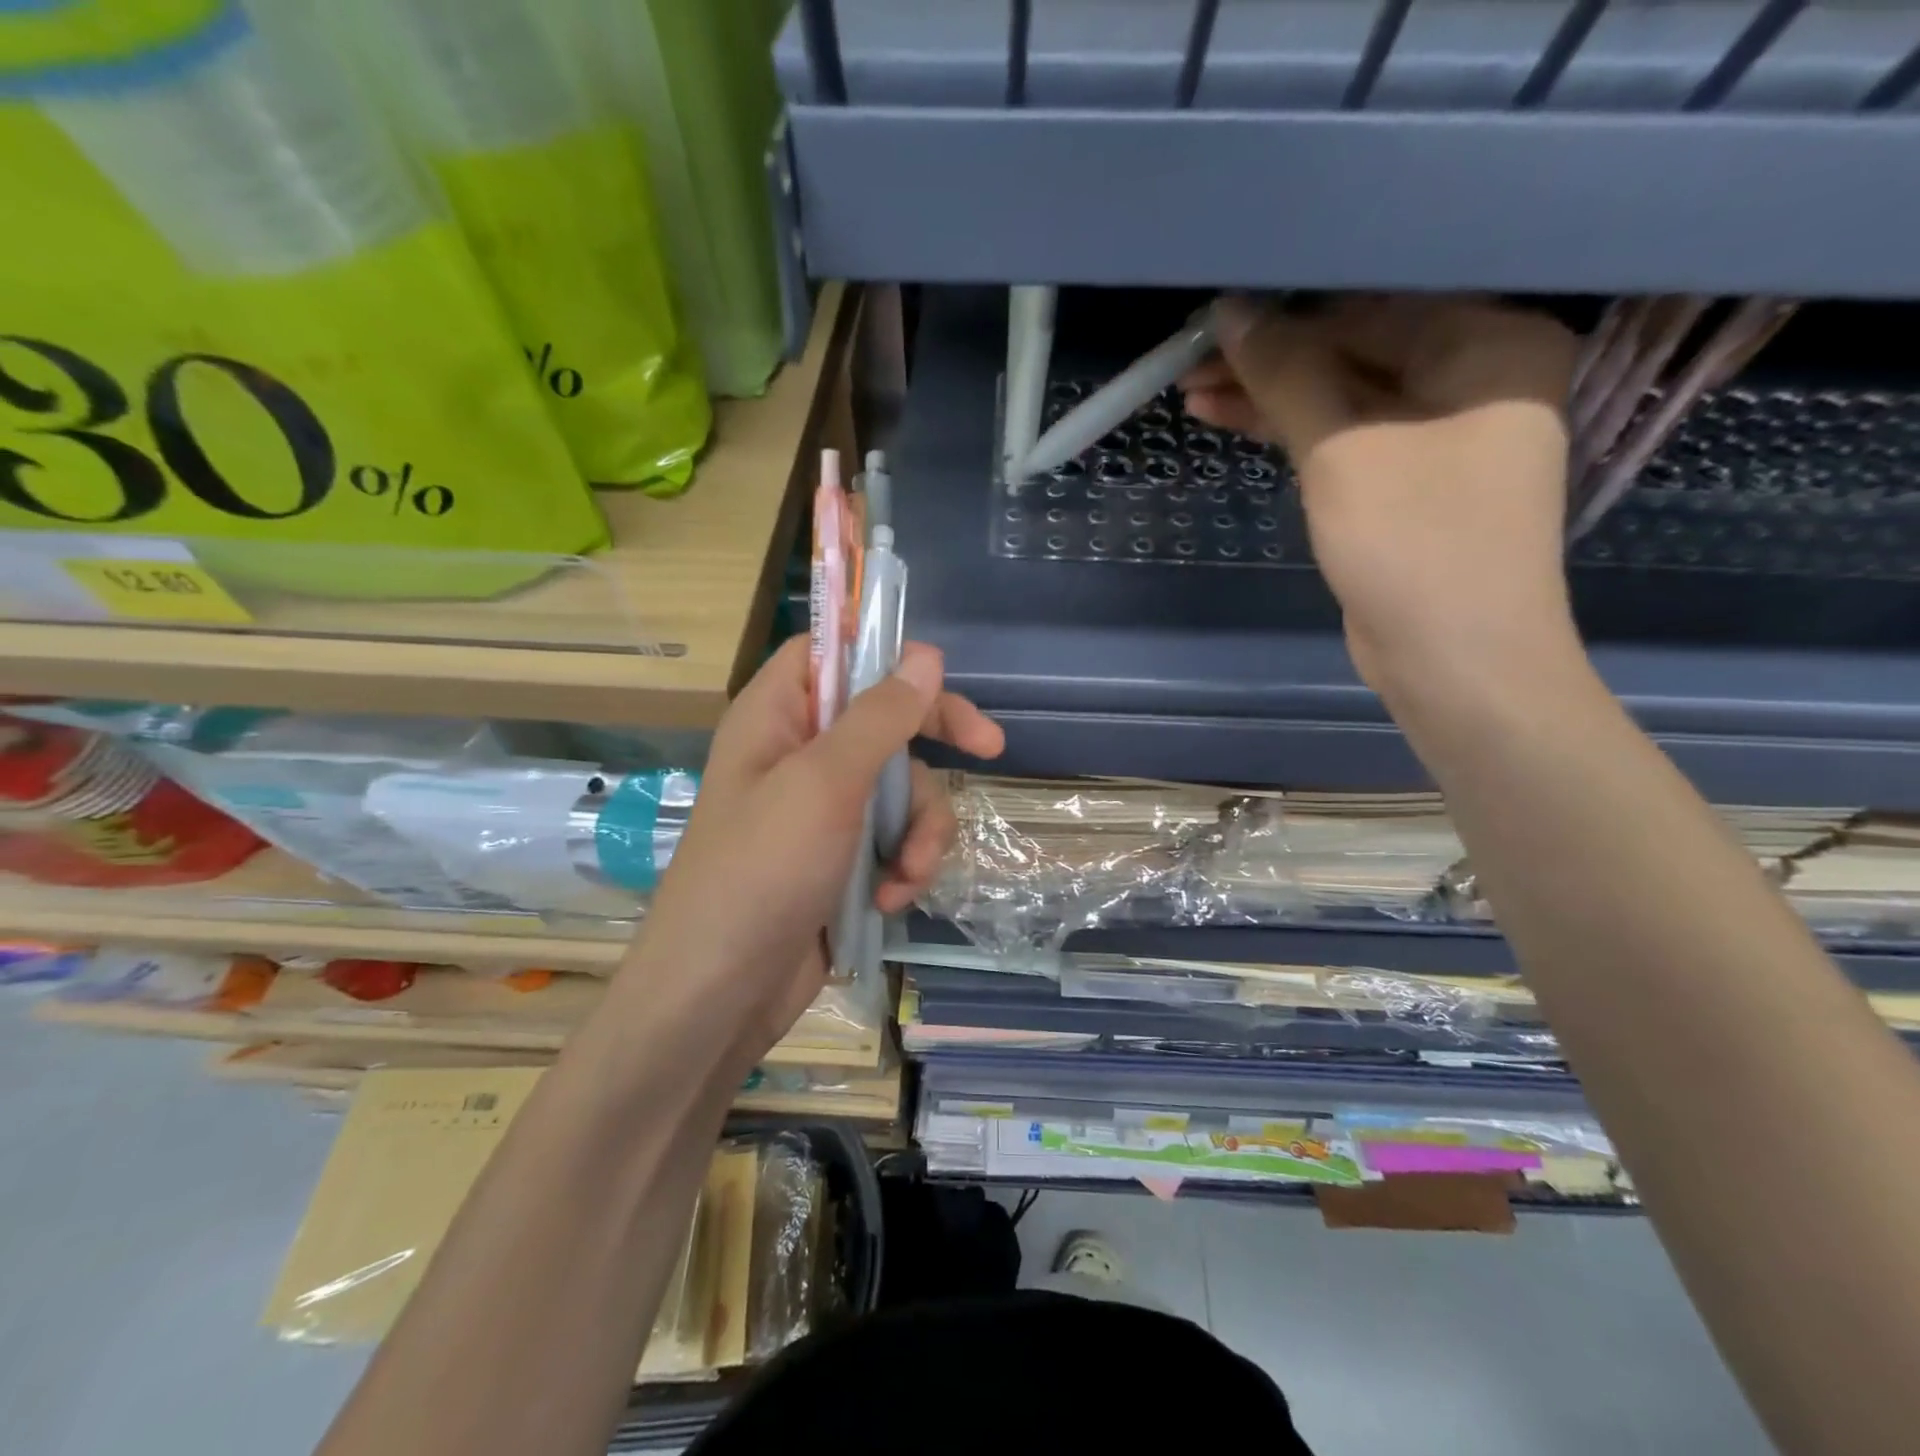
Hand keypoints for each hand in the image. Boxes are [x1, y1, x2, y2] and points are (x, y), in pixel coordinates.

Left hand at [625, 636, 1003, 1072]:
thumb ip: (879, 716)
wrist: (722, 993)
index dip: (882, 652)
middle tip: (989, 749)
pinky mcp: (842, 858)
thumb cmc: (762, 871)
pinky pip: (895, 837)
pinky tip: (892, 898)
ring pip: (903, 787)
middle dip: (935, 744)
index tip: (937, 673)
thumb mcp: (825, 783)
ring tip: (907, 873)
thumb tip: (925, 653)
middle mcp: (800, 754)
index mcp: (777, 716)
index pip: (832, 652)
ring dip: (920, 830)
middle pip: (886, 719)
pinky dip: (904, 865)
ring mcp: (823, 809)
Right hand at [1182, 295, 1580, 698]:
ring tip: (1192, 393)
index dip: (1288, 312)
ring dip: (1269, 398)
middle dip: (1271, 360)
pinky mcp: (1405, 479)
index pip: (1373, 305)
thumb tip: (1232, 312)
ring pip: (1340, 396)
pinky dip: (1290, 431)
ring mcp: (1439, 431)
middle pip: (1354, 349)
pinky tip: (1231, 419)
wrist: (1454, 659)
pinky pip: (1342, 436)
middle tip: (1191, 361)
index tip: (1216, 317)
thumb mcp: (1343, 450)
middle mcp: (1474, 375)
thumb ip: (1287, 376)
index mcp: (1490, 342)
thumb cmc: (1414, 542)